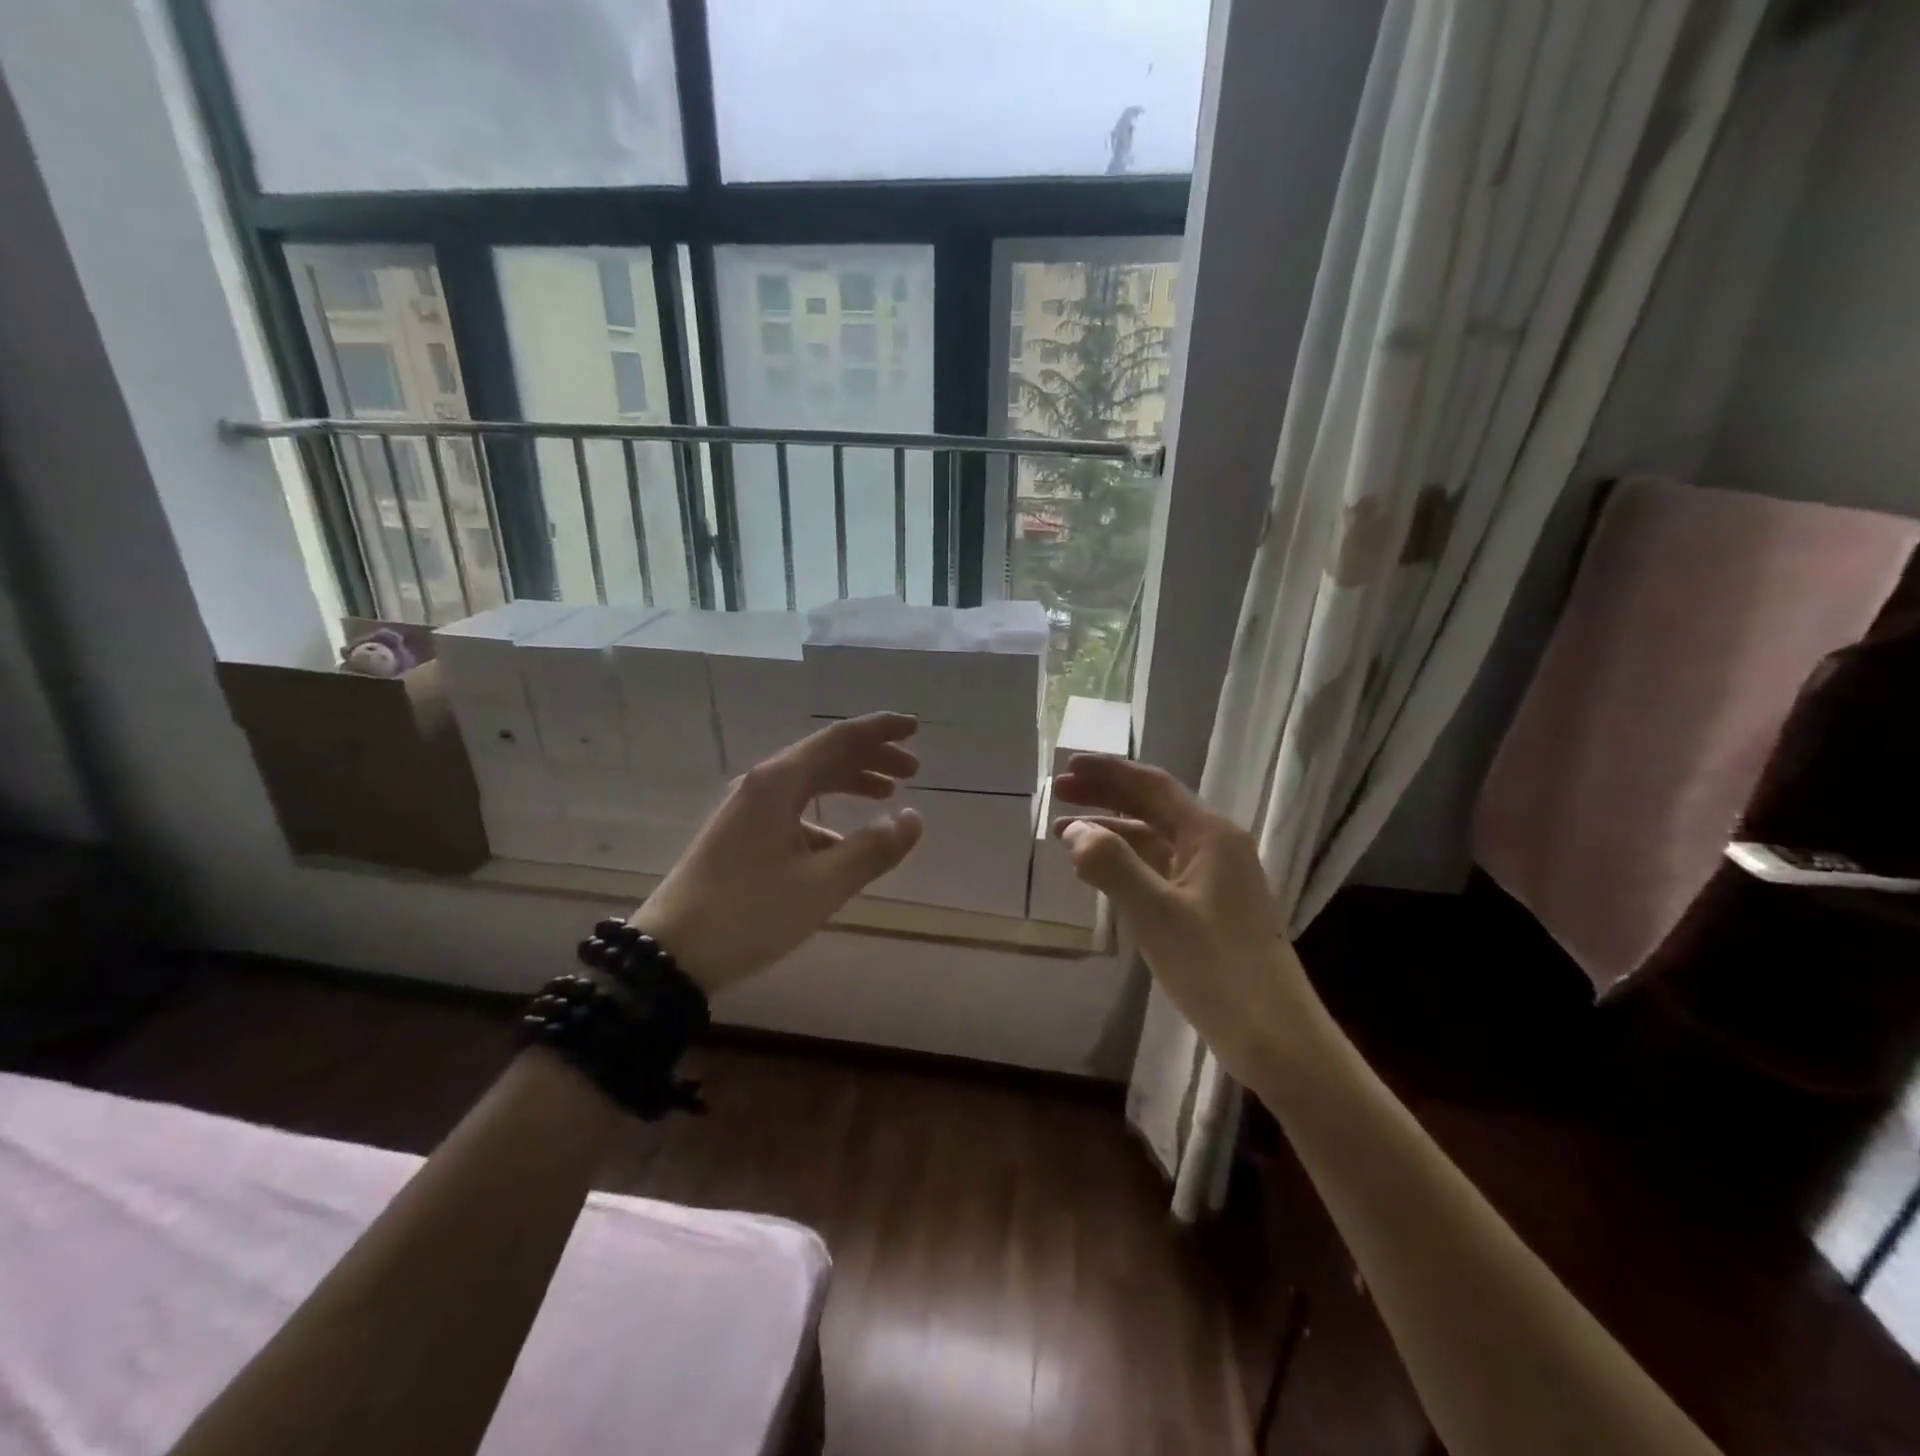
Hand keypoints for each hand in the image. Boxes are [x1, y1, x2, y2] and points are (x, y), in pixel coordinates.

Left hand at [633, 714, 923, 992]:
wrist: (670, 953)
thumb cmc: (750, 912)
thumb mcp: (822, 885)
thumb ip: (873, 849)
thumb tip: (913, 818)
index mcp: (779, 783)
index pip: (839, 739)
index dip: (880, 730)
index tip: (915, 727)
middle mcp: (762, 786)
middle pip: (825, 756)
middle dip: (871, 758)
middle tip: (913, 769)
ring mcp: (747, 811)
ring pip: (809, 783)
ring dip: (849, 783)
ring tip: (887, 795)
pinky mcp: (740, 836)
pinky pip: (793, 811)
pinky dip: (826, 817)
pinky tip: (843, 845)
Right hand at [1052, 755, 1311, 1074]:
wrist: (1275, 1038)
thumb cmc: (1216, 968)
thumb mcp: (1156, 913)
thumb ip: (1111, 865)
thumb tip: (1075, 831)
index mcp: (1211, 835)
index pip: (1153, 786)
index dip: (1108, 772)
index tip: (1066, 767)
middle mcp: (1216, 847)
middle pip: (1153, 808)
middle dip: (1105, 797)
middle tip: (1057, 794)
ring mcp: (1214, 879)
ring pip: (1154, 841)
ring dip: (1111, 833)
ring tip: (1066, 835)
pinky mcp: (1208, 908)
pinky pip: (1160, 870)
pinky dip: (1126, 864)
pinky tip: (1100, 873)